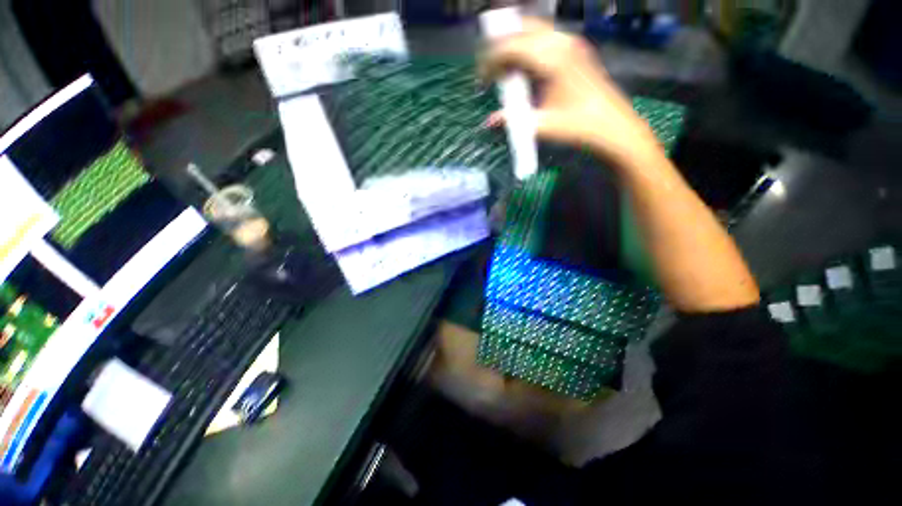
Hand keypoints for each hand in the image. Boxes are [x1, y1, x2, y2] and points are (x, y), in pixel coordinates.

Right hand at [481, 18, 662, 167]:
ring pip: (533, 29)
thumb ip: (512, 122)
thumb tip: (488, 122)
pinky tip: (525, 69)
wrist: (612, 126)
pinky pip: (545, 37)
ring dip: (514, 45)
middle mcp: (561, 42)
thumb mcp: (541, 126)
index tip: (481, 80)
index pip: (511, 46)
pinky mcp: (576, 48)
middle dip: (500, 46)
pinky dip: (528, 47)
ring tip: (505, 70)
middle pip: (521, 28)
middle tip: (490, 72)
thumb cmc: (578, 127)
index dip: (490, 60)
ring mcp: (571, 42)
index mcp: (551, 59)